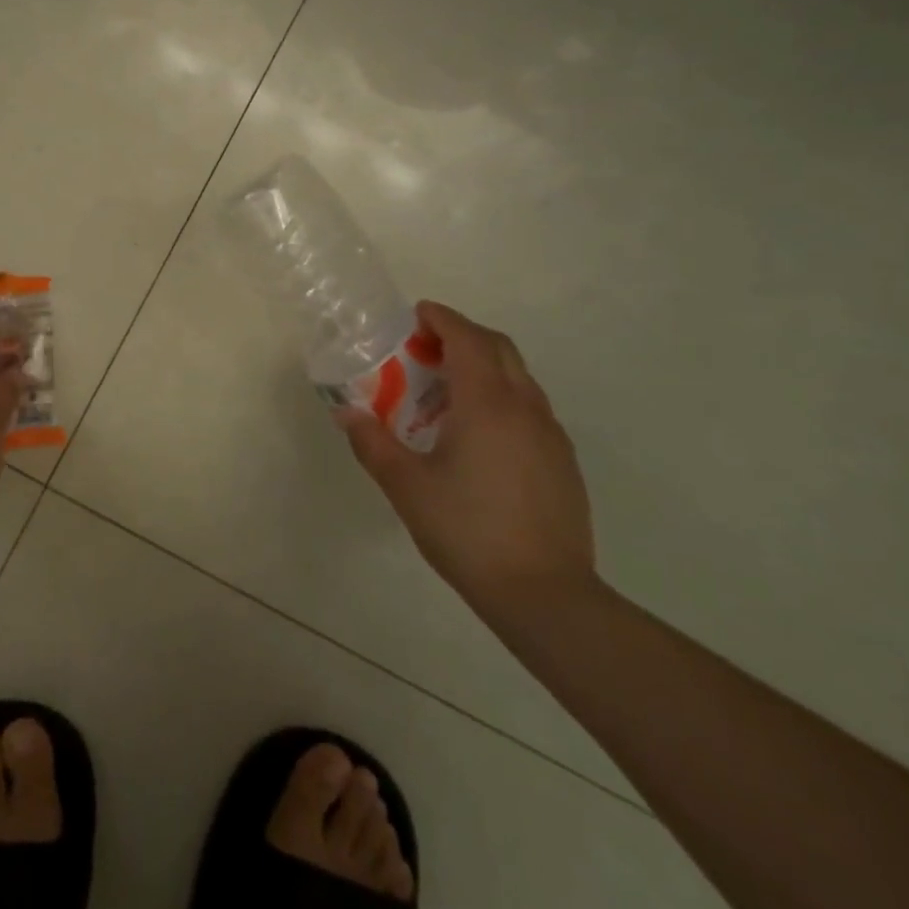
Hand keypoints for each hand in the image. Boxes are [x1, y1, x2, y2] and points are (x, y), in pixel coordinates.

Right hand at [336, 302, 595, 618]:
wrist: (545, 594)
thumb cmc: (467, 531)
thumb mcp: (406, 486)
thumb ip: (372, 443)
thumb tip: (346, 412)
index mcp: (487, 404)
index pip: (468, 339)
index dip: (442, 319)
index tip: (417, 314)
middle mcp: (525, 407)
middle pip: (499, 348)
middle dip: (463, 336)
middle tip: (426, 348)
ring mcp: (550, 434)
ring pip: (518, 377)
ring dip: (483, 367)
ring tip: (446, 392)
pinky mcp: (562, 460)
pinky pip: (529, 407)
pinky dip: (501, 396)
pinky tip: (477, 434)